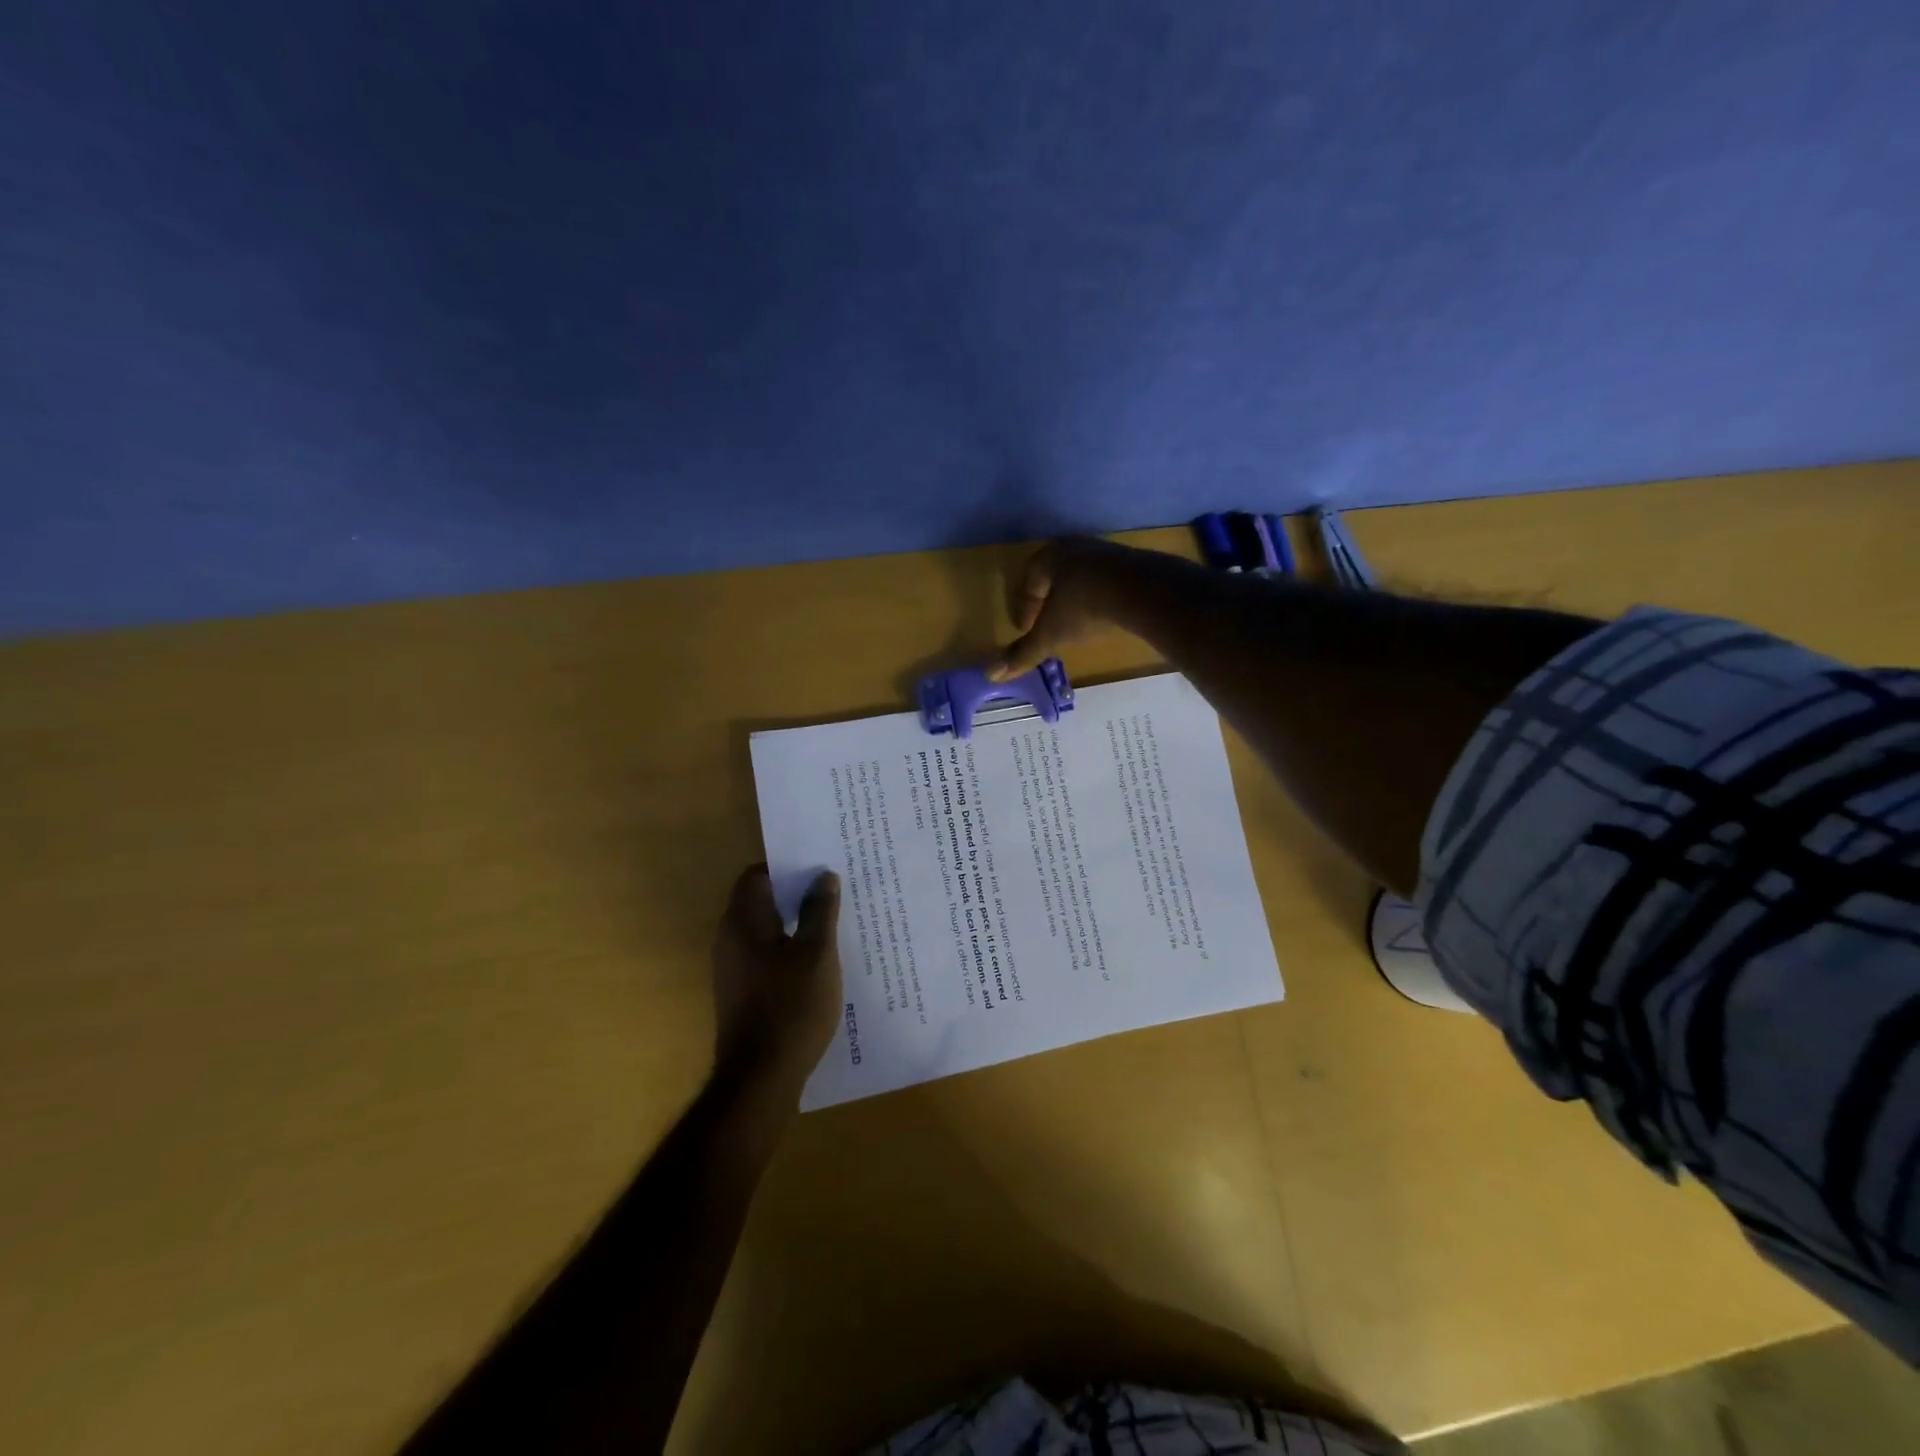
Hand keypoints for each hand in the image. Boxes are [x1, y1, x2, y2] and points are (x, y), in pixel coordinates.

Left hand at [710, 864, 842, 1093]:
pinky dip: (791, 948)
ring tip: (835, 921)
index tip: (819, 866)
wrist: (761, 1078)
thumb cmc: (791, 1006)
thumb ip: (820, 911)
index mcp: (742, 921)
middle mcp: (730, 939)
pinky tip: (821, 960)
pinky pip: (767, 955)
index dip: (787, 866)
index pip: (757, 875)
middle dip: (797, 893)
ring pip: (767, 930)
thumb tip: (823, 876)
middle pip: (762, 901)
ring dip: (796, 922)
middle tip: (834, 889)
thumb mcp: (817, 953)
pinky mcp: (742, 992)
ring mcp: (733, 968)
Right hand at [990, 537, 1137, 680]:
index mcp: (1048, 558)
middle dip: (1049, 599)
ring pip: (1081, 575)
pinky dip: (1099, 595)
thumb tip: (992, 674)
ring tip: (1075, 621)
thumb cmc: (1084, 608)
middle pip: (1054, 574)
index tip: (1025, 628)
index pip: (1029, 580)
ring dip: (1074, 596)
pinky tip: (1104, 614)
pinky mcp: (1131, 560)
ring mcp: (1104, 551)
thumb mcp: (1051, 634)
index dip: (1025, 606)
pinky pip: (1106, 579)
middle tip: (1047, 622)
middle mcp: (1073, 547)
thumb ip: (1024, 653)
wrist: (1141, 591)